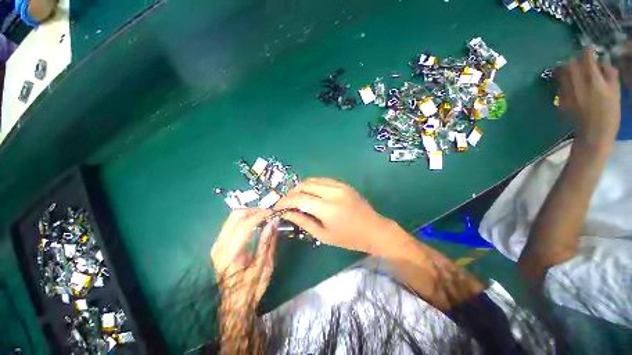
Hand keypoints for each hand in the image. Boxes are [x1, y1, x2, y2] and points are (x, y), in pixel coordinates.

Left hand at [211, 209, 277, 305]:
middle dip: (254, 211)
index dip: (261, 215)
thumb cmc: (252, 287)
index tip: (274, 213)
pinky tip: (255, 224)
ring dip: (249, 214)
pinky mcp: (218, 246)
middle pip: (235, 216)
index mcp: (231, 254)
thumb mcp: (264, 265)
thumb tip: (274, 221)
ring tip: (264, 218)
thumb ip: (267, 241)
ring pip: (232, 218)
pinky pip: (231, 225)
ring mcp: (217, 245)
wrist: (234, 304)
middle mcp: (220, 246)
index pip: (245, 224)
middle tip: (268, 214)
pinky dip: (244, 220)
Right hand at [274, 178, 405, 254]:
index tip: (277, 207)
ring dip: (300, 188)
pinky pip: (322, 180)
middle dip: (291, 193)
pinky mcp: (343, 184)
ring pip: (312, 180)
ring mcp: (339, 185)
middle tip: (286, 203)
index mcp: (328, 208)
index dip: (285, 202)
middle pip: (304, 185)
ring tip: (296, 198)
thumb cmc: (349, 238)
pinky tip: (310, 194)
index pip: (299, 199)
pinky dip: (312, 185)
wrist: (374, 229)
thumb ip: (304, 222)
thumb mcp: (324, 235)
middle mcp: (333, 192)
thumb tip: (287, 213)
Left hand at [558, 45, 619, 143]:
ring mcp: (567, 92)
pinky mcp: (561, 100)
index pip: (586, 59)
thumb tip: (604, 63)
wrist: (593, 133)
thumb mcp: (616, 92)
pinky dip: (564, 79)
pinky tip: (571, 82)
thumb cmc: (609, 113)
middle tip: (582, 59)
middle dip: (576, 58)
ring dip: (567, 68)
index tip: (591, 47)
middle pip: (570, 64)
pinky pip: (560, 84)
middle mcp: (577, 84)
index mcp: (593, 81)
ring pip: (562, 73)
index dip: (588, 50)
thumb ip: (610, 75)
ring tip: (575, 69)